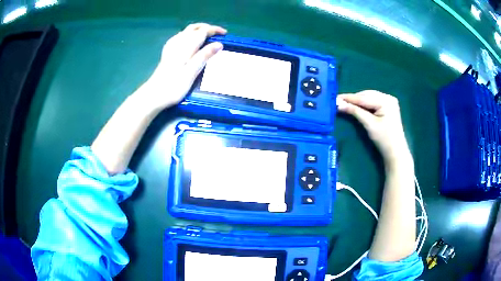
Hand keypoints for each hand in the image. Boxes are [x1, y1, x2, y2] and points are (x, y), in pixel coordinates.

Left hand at [135, 23, 226, 110]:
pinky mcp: (167, 54)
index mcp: (186, 47)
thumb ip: (204, 56)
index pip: (202, 31)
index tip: (225, 34)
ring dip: (198, 30)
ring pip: (185, 32)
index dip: (214, 30)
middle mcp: (178, 44)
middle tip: (217, 34)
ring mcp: (171, 48)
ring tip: (207, 36)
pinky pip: (178, 38)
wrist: (153, 95)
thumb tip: (219, 44)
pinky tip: (188, 42)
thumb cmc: (173, 86)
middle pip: (193, 28)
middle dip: (206, 27)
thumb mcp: (191, 72)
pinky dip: (188, 35)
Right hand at [337, 90, 410, 164]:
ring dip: (358, 101)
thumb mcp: (369, 124)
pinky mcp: (388, 107)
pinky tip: (357, 106)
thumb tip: (338, 104)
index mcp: (386, 100)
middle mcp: (388, 97)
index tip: (335, 98)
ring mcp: (389, 101)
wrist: (396, 152)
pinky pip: (373, 101)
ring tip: (346, 103)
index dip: (349, 98)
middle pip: (367, 95)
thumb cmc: (384, 139)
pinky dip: (364, 104)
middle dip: (353, 99)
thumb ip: (355, 112)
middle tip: (339, 101)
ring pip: (369, 97)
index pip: (364, 98)